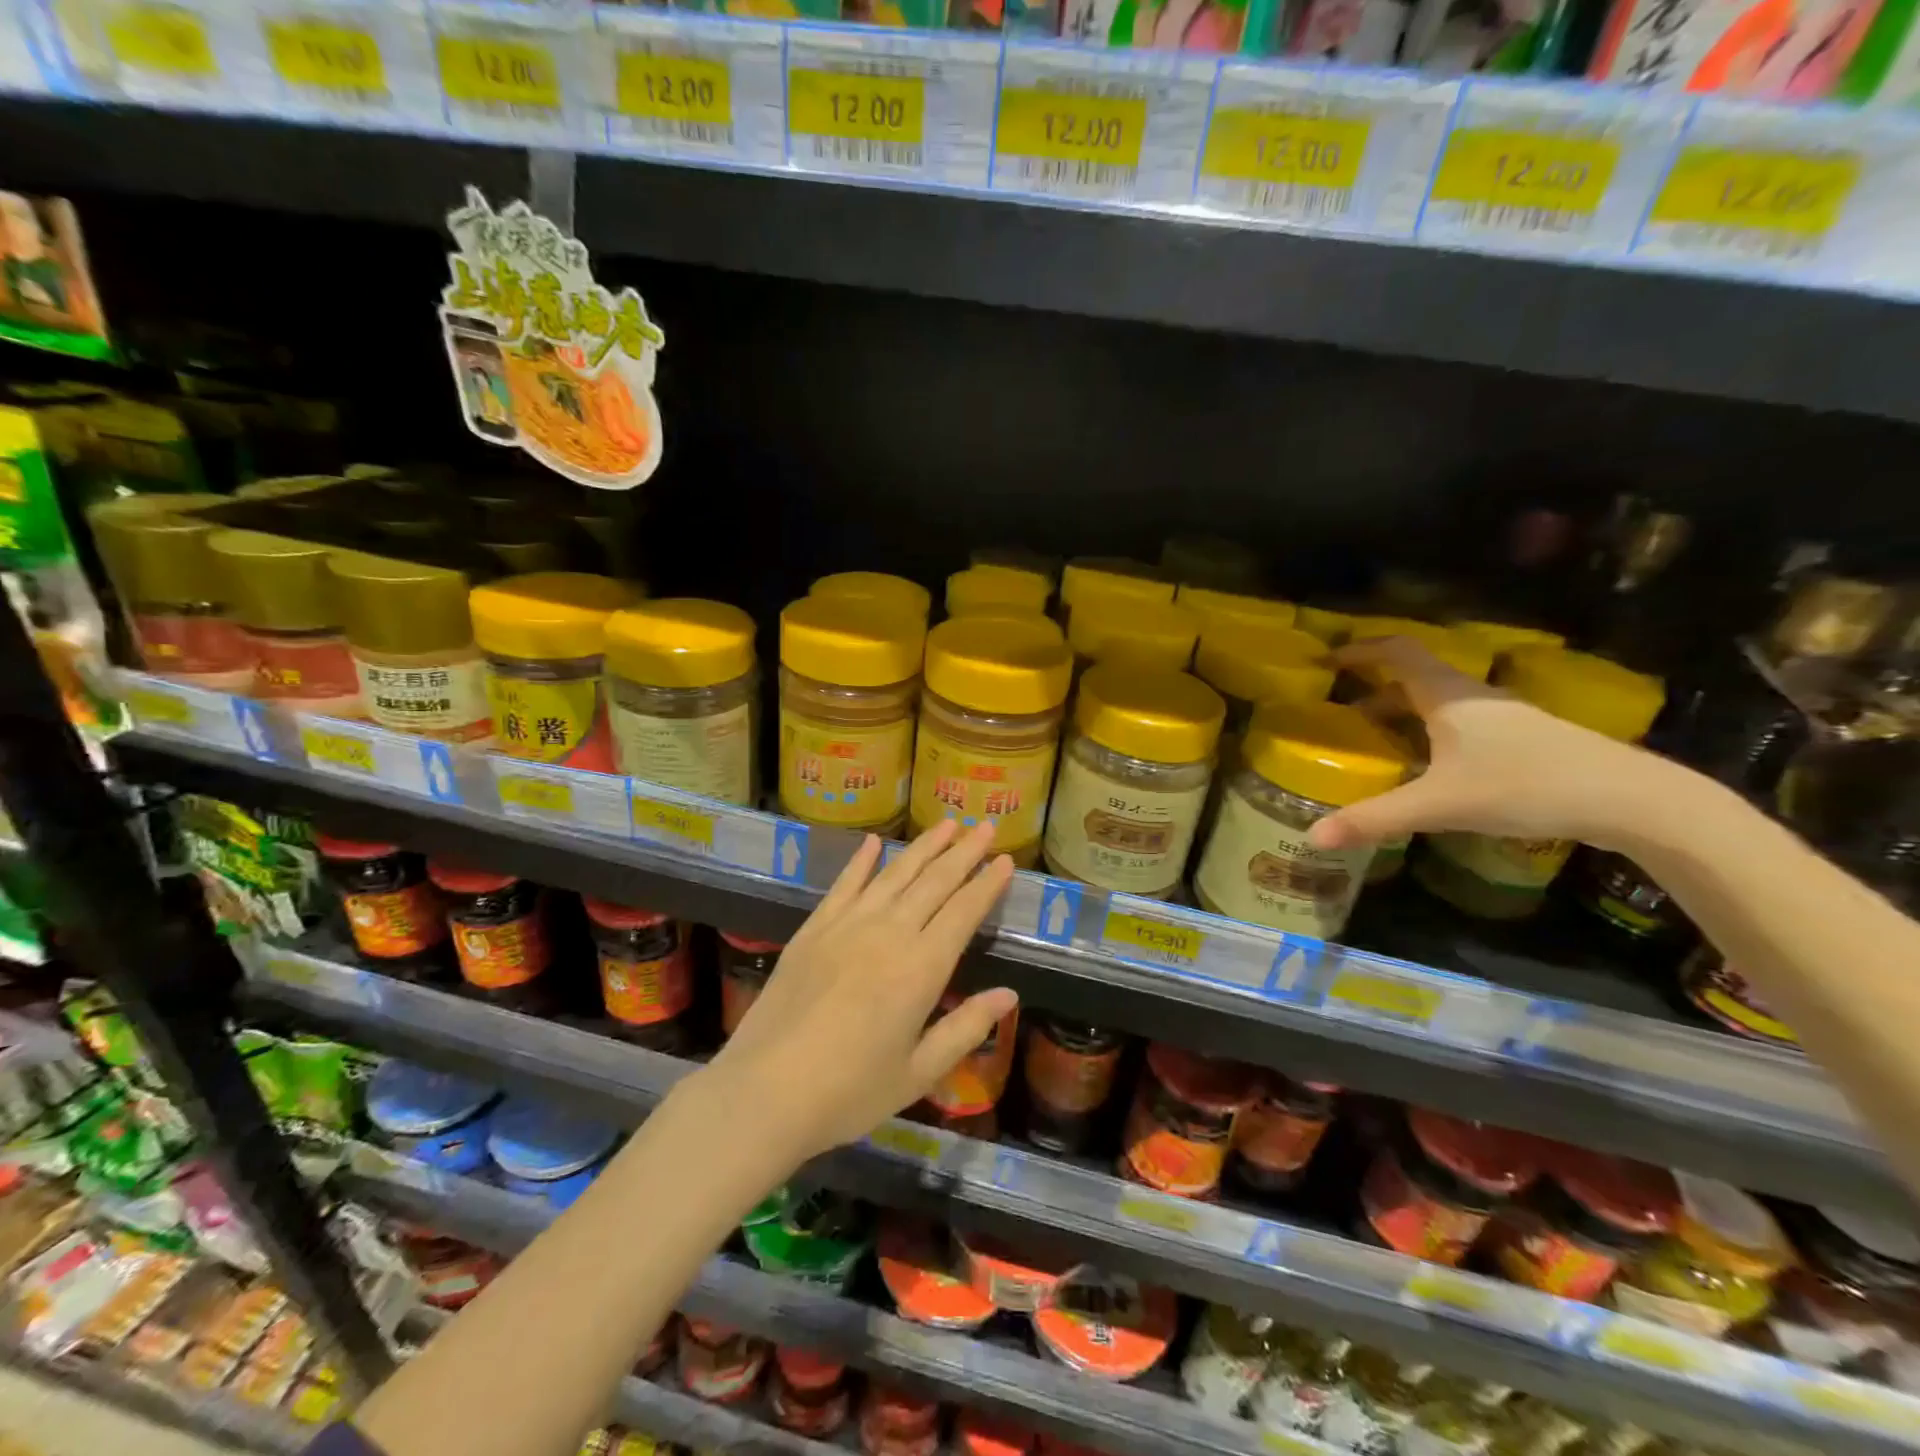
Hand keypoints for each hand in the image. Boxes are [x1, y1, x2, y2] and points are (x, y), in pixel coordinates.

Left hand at [701, 818, 1015, 1164]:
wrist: (765, 1091)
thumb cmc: (850, 1091)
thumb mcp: (918, 1074)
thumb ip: (966, 1029)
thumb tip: (1009, 995)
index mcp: (922, 968)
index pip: (964, 912)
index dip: (987, 884)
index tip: (1007, 859)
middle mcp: (889, 933)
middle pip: (935, 882)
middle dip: (964, 852)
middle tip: (986, 826)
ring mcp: (847, 925)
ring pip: (894, 873)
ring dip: (924, 846)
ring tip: (947, 823)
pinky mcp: (814, 928)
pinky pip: (844, 884)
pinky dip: (861, 860)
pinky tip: (873, 842)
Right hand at [1308, 638, 1664, 853]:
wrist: (1631, 799)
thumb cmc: (1524, 786)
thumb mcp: (1439, 805)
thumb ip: (1375, 819)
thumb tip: (1312, 836)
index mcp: (1447, 696)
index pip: (1397, 652)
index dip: (1361, 650)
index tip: (1329, 662)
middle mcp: (1473, 696)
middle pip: (1415, 677)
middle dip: (1374, 689)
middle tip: (1340, 711)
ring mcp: (1504, 717)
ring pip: (1440, 702)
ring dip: (1404, 713)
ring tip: (1377, 740)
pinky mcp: (1525, 739)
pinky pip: (1462, 723)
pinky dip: (1431, 732)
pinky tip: (1430, 767)